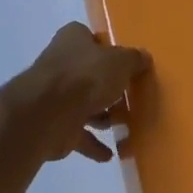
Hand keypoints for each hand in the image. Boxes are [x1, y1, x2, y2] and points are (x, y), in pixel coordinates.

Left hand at [8, 23, 150, 162]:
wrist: (48, 114)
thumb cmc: (85, 77)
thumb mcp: (120, 62)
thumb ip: (134, 60)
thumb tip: (144, 58)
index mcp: (72, 39)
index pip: (91, 38)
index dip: (108, 49)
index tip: (126, 64)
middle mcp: (61, 64)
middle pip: (89, 74)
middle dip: (107, 87)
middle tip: (131, 97)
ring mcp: (55, 96)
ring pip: (83, 105)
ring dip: (101, 116)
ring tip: (125, 125)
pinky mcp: (55, 125)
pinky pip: (79, 135)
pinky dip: (93, 145)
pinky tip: (110, 154)